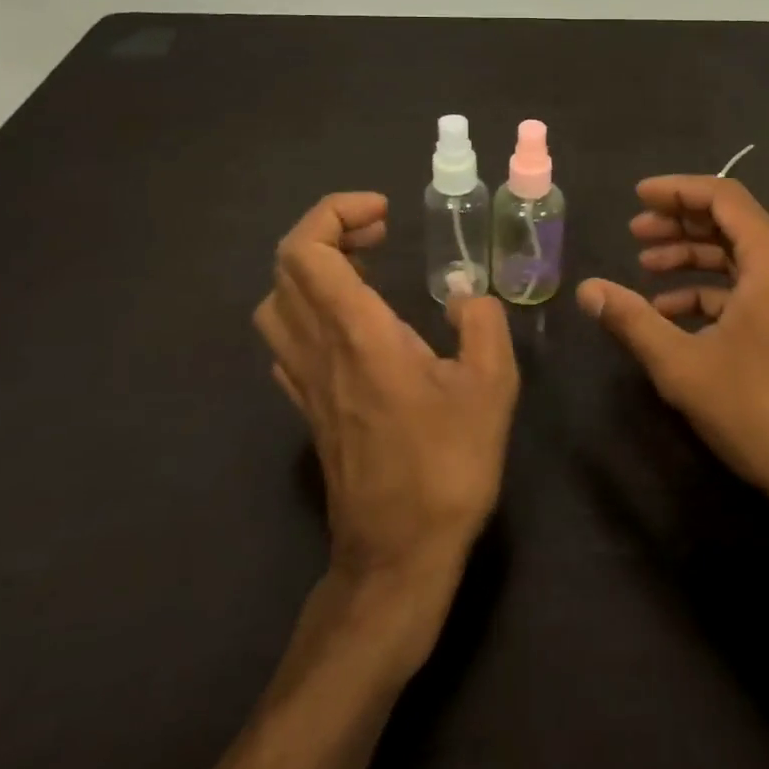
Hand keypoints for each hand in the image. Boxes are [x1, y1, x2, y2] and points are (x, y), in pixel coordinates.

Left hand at [254, 194, 518, 627]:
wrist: (397, 556)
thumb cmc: (446, 466)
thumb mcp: (491, 386)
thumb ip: (483, 324)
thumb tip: (466, 296)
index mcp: (357, 333)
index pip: (307, 250)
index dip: (335, 213)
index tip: (383, 213)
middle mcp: (318, 348)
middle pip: (286, 266)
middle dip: (330, 231)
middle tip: (380, 233)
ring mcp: (304, 380)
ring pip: (277, 302)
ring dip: (314, 269)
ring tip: (366, 269)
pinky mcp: (307, 407)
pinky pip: (287, 339)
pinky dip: (310, 309)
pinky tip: (354, 323)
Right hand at [578, 176, 768, 580]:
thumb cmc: (761, 411)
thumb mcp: (684, 365)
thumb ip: (632, 320)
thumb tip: (586, 289)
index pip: (722, 196)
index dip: (676, 190)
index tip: (637, 197)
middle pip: (730, 222)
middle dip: (679, 224)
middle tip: (635, 233)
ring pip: (739, 258)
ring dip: (692, 258)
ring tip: (646, 269)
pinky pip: (750, 290)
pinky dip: (711, 293)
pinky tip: (674, 314)